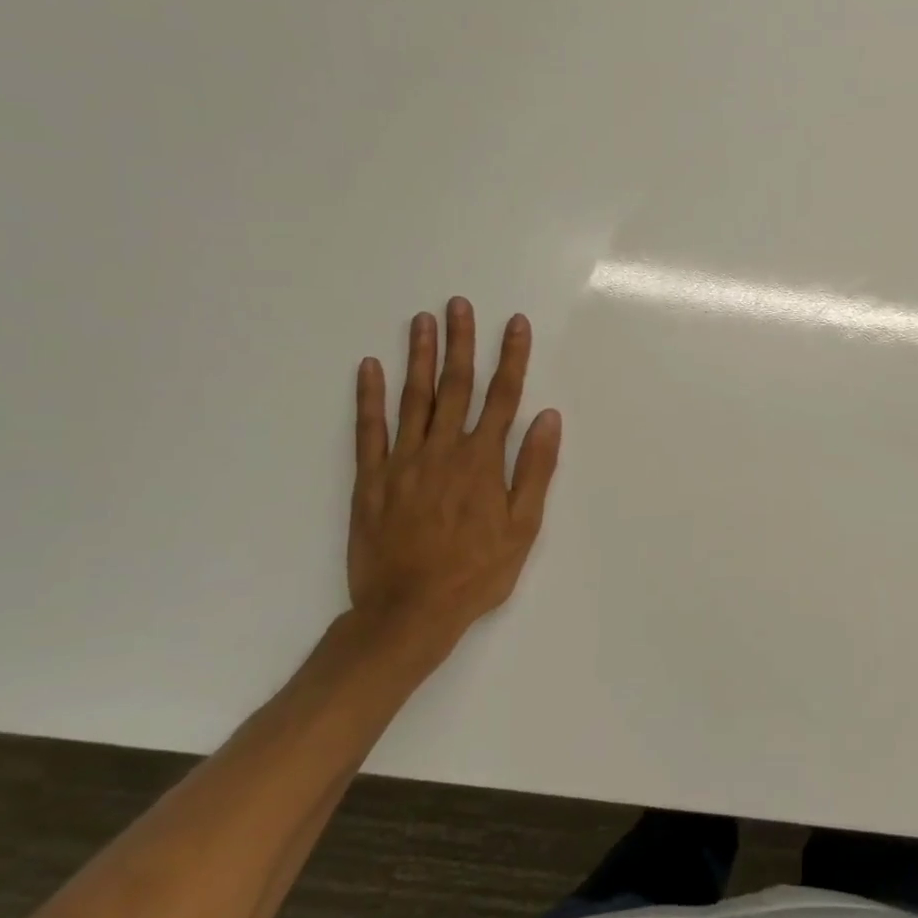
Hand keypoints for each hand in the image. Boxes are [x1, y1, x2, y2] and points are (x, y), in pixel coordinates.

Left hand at [345, 298, 561, 675]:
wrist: (408, 613)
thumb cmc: (475, 573)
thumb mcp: (522, 528)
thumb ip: (534, 469)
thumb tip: (548, 417)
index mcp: (482, 461)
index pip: (503, 397)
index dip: (511, 357)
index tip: (515, 323)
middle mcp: (443, 450)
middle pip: (455, 386)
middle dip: (460, 342)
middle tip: (458, 304)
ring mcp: (403, 462)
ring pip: (413, 398)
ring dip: (418, 356)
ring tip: (422, 320)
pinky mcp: (371, 479)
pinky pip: (368, 430)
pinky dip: (368, 397)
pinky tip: (369, 367)